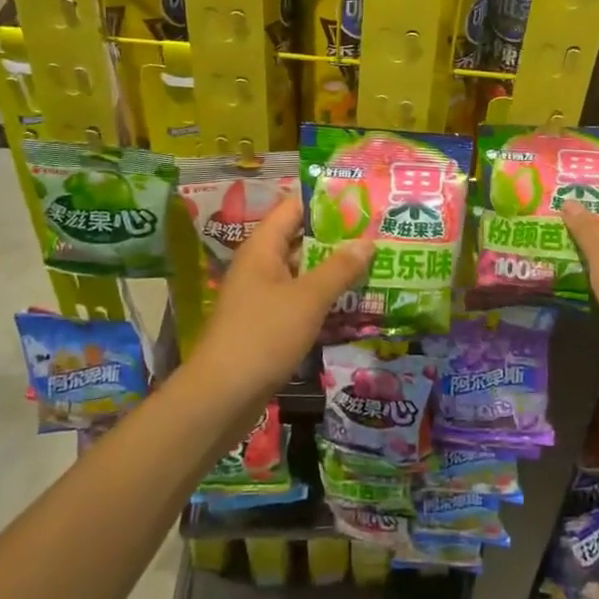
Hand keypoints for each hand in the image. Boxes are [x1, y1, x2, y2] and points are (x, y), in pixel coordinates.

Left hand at [189, 196, 373, 400]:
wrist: (220, 398)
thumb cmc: (263, 336)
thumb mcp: (308, 299)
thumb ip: (340, 269)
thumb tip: (368, 241)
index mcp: (263, 248)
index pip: (294, 208)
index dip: (326, 201)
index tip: (361, 199)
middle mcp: (261, 265)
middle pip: (302, 239)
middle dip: (338, 238)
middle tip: (378, 233)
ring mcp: (263, 296)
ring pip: (304, 272)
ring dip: (334, 270)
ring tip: (375, 264)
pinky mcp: (268, 324)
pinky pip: (300, 300)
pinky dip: (324, 299)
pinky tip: (354, 303)